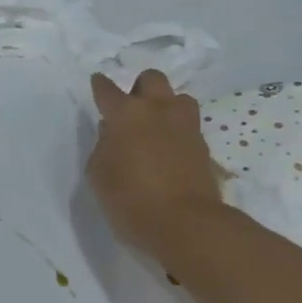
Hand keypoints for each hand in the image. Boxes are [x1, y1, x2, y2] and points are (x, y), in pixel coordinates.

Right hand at [87, 70, 224, 250]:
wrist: (185, 223)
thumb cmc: (129, 197)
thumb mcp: (99, 173)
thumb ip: (103, 145)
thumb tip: (113, 133)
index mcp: (126, 114)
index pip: (108, 90)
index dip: (100, 85)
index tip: (97, 82)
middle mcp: (157, 111)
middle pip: (152, 79)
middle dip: (140, 88)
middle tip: (132, 109)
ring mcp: (185, 127)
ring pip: (179, 98)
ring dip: (166, 106)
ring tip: (156, 127)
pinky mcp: (204, 147)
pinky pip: (189, 127)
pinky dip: (178, 132)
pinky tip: (169, 150)